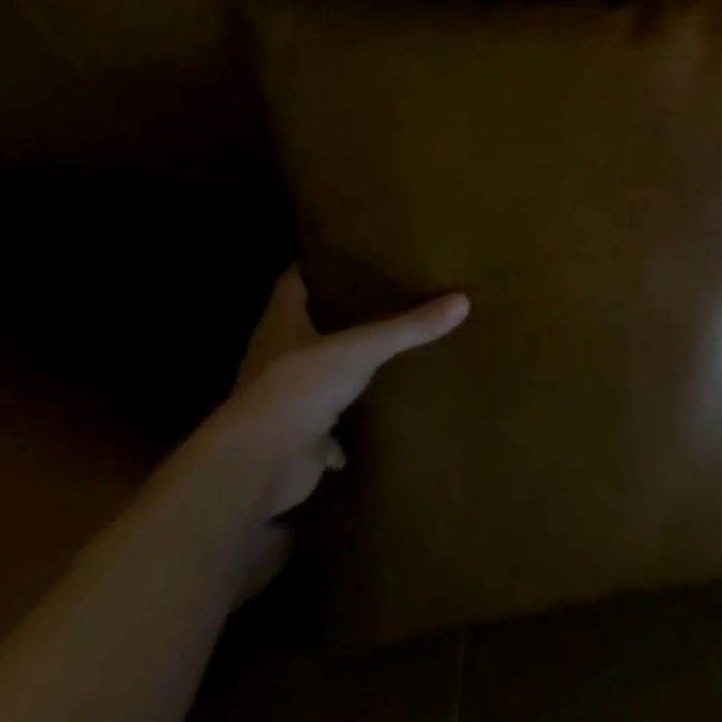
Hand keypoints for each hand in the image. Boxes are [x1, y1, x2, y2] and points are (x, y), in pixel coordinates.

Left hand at [215, 268, 469, 596]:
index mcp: (281, 327)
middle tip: (378, 296)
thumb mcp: (363, 348)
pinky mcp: (295, 439)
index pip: (292, 284)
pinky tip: (372, 416)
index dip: (314, 267)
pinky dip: (344, 425)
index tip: (344, 254)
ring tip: (381, 350)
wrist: (259, 467)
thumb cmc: (299, 388)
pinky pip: (326, 426)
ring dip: (339, 369)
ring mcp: (283, 402)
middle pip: (303, 328)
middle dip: (334, 316)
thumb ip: (410, 327)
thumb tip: (463, 300)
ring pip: (315, 376)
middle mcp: (275, 360)